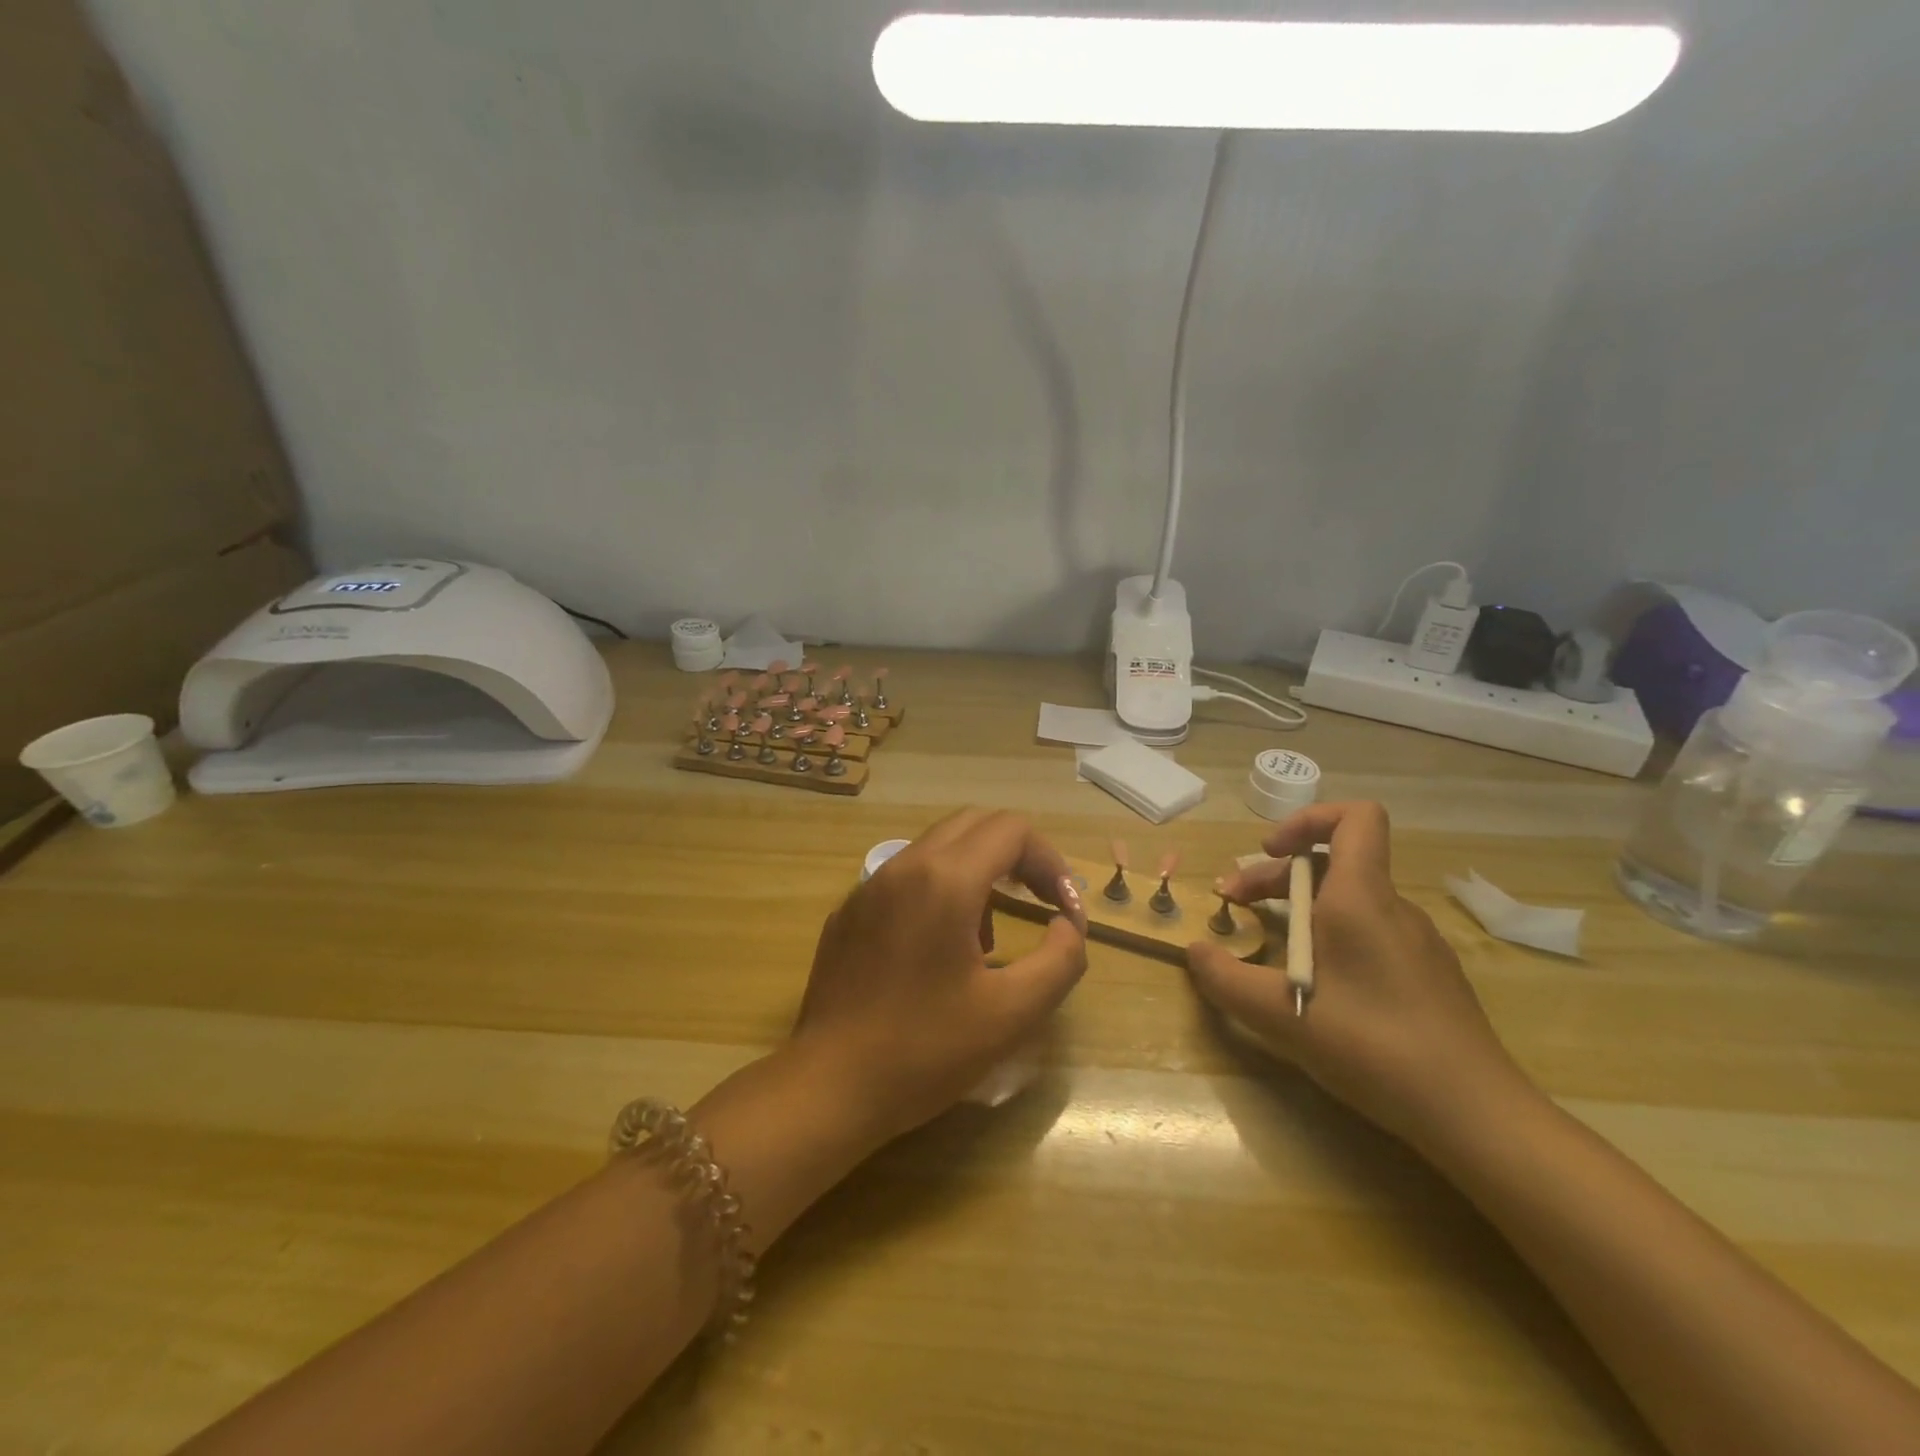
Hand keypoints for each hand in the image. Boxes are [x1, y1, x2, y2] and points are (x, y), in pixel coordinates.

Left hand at [792, 809, 1088, 1141]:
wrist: (829, 1087)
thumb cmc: (925, 1050)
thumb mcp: (1013, 1013)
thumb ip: (1061, 959)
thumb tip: (1067, 923)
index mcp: (944, 880)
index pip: (1012, 829)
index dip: (1051, 862)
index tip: (1065, 912)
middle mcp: (904, 866)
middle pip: (975, 823)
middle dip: (1018, 855)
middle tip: (1040, 902)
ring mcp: (869, 886)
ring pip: (938, 846)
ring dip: (979, 872)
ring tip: (988, 940)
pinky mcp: (849, 911)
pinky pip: (906, 877)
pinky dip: (940, 889)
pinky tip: (938, 951)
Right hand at [1186, 801, 1529, 1151]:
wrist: (1474, 1114)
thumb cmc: (1373, 1045)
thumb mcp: (1279, 1014)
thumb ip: (1225, 978)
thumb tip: (1194, 951)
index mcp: (1361, 897)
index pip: (1356, 817)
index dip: (1308, 819)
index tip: (1269, 853)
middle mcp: (1393, 908)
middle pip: (1333, 862)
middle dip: (1274, 876)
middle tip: (1234, 906)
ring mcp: (1415, 942)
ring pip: (1349, 900)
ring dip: (1300, 908)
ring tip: (1267, 948)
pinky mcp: (1426, 974)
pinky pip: (1369, 932)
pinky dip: (1331, 936)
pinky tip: (1316, 985)